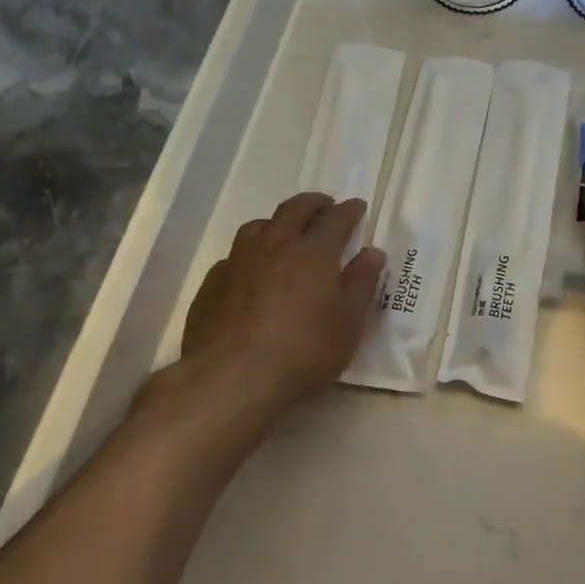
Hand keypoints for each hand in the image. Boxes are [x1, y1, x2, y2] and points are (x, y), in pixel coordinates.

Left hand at [159, 192, 384, 431]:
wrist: (229, 380)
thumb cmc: (302, 352)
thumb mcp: (348, 323)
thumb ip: (361, 283)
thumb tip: (372, 252)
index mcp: (314, 252)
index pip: (336, 218)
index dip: (350, 210)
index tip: (357, 206)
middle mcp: (275, 245)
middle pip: (294, 209)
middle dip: (313, 203)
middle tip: (324, 206)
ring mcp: (239, 262)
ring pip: (258, 226)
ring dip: (277, 223)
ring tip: (285, 233)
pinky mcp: (212, 284)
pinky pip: (234, 256)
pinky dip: (249, 255)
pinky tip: (251, 272)